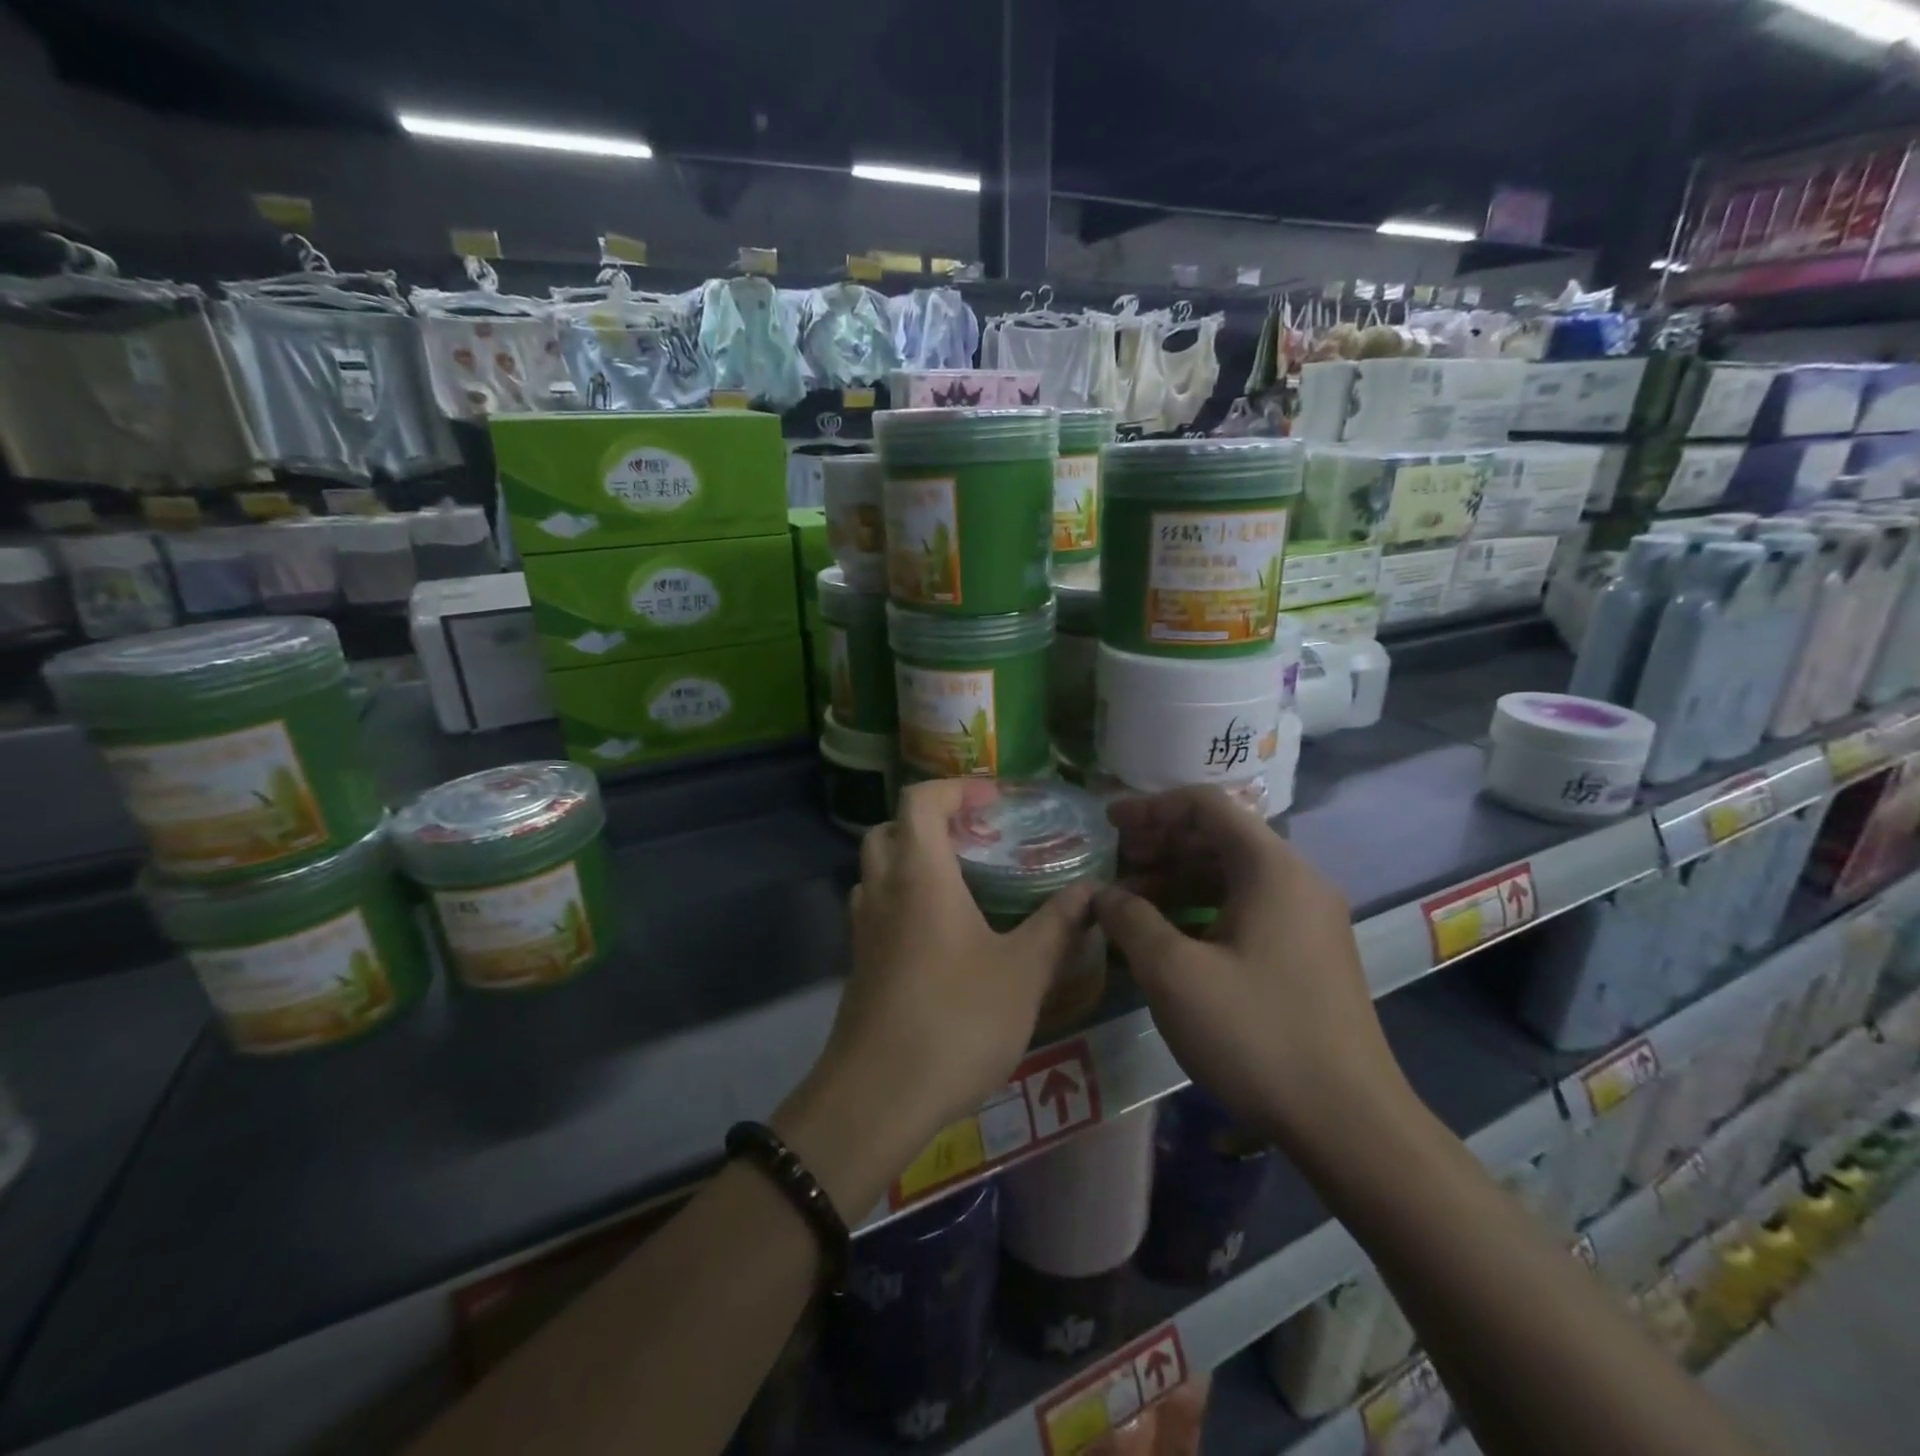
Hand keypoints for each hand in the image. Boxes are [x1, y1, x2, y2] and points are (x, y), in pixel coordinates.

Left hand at [778, 781, 1099, 1209]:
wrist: (877, 1098)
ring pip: (878, 869)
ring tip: (962, 881)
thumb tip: (1093, 891)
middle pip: (890, 829)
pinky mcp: (860, 963)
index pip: (920, 801)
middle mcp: (883, 890)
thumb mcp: (1023, 973)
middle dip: (930, 821)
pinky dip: (904, 897)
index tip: (994, 800)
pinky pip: (878, 907)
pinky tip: (943, 932)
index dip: (956, 788)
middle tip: (976, 838)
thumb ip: (1058, 925)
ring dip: (912, 859)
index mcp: (920, 875)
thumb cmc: (956, 1022)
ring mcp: (863, 928)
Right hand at [1094, 786, 1409, 1146]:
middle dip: (1161, 842)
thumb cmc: (1256, 1035)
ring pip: (1232, 873)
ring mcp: (1308, 917)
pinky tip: (1169, 934)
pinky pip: (1248, 906)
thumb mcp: (1175, 974)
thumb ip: (1130, 919)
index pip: (1205, 804)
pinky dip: (1203, 906)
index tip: (1108, 825)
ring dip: (1178, 876)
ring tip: (1130, 900)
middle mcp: (1297, 879)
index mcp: (1271, 867)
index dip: (1151, 807)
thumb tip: (1103, 894)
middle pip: (1220, 835)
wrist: (1349, 1123)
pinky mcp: (1308, 952)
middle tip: (1114, 861)